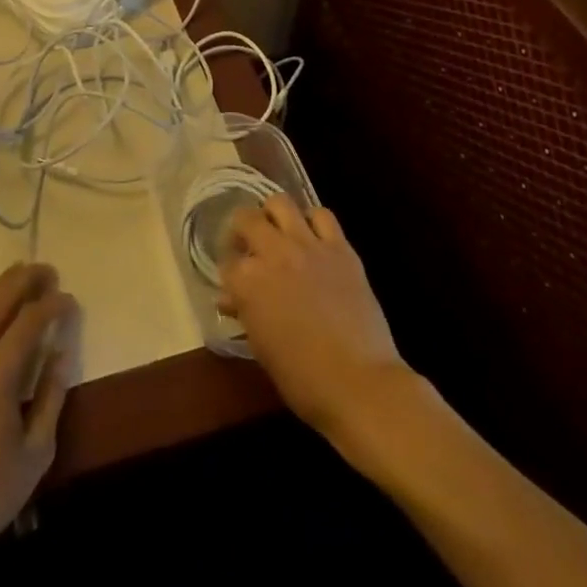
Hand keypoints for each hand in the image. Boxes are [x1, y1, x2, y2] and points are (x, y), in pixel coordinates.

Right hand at [217, 195, 409, 439]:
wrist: (360, 384)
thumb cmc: (303, 379)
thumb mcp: (262, 349)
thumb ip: (245, 313)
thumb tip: (231, 299)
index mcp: (247, 282)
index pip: (227, 264)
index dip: (229, 273)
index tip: (234, 283)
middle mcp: (272, 253)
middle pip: (246, 219)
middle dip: (242, 229)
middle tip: (248, 245)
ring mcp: (307, 245)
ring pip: (281, 203)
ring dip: (273, 214)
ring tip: (278, 231)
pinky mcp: (339, 247)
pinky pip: (322, 215)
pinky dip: (313, 220)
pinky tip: (312, 236)